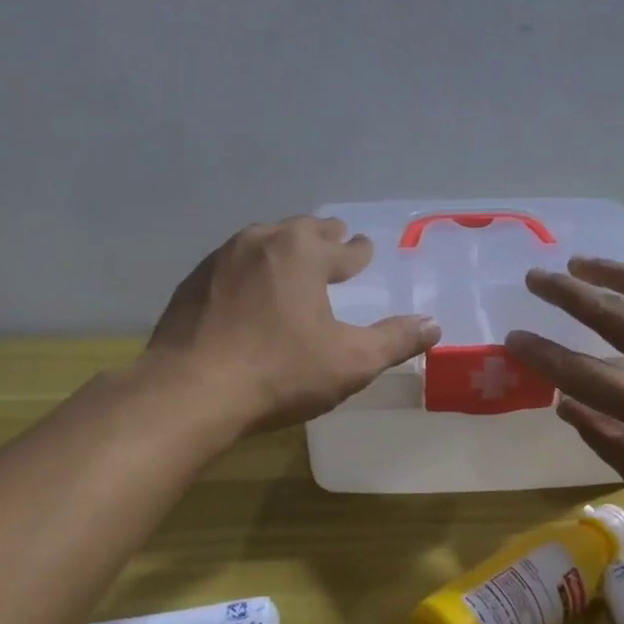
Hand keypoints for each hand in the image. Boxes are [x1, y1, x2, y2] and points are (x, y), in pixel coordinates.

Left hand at [146, 216, 440, 432]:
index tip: (363, 249)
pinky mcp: (191, 284)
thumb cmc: (280, 372)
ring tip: (291, 260)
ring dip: (282, 248)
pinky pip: (231, 266)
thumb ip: (395, 340)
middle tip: (334, 241)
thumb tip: (433, 324)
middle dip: (321, 237)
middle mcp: (260, 242)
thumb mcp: (351, 362)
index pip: (341, 247)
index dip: (357, 251)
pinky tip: (247, 290)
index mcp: (302, 252)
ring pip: (261, 242)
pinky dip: (249, 270)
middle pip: (299, 231)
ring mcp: (219, 260)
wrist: (190, 391)